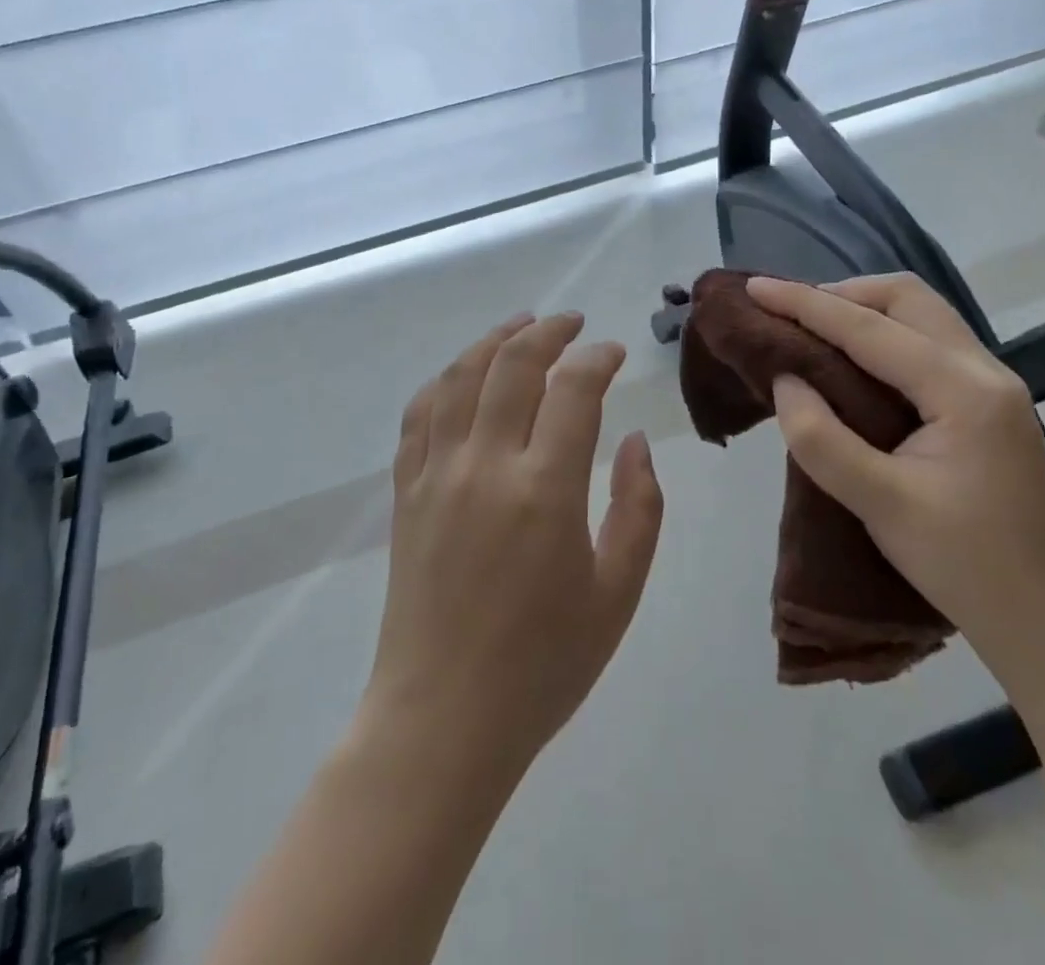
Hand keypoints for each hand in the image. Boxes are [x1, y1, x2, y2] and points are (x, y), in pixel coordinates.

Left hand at [360, 312, 663, 781]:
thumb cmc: (543, 664)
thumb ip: (638, 507)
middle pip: (512, 365)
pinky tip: (462, 375)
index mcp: (544, 490)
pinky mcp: (407, 493)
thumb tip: (634, 441)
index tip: (614, 353)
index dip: (597, 359)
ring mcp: (437, 475)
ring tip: (520, 326)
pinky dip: (444, 381)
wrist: (443, 720)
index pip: (573, 390)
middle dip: (548, 332)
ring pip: (459, 377)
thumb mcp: (618, 593)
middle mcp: (485, 466)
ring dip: (492, 341)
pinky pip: (419, 415)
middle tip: (573, 323)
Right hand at [746, 274, 1044, 674]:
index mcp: (963, 390)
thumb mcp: (882, 507)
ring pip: (921, 315)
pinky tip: (854, 363)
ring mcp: (992, 385)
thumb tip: (784, 380)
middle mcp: (984, 370)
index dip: (805, 303)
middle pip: (907, 298)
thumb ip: (822, 439)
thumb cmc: (968, 567)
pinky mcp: (988, 404)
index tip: (754, 288)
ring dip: (864, 310)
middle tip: (788, 313)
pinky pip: (928, 343)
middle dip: (841, 293)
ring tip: (812, 330)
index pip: (869, 328)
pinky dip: (883, 335)